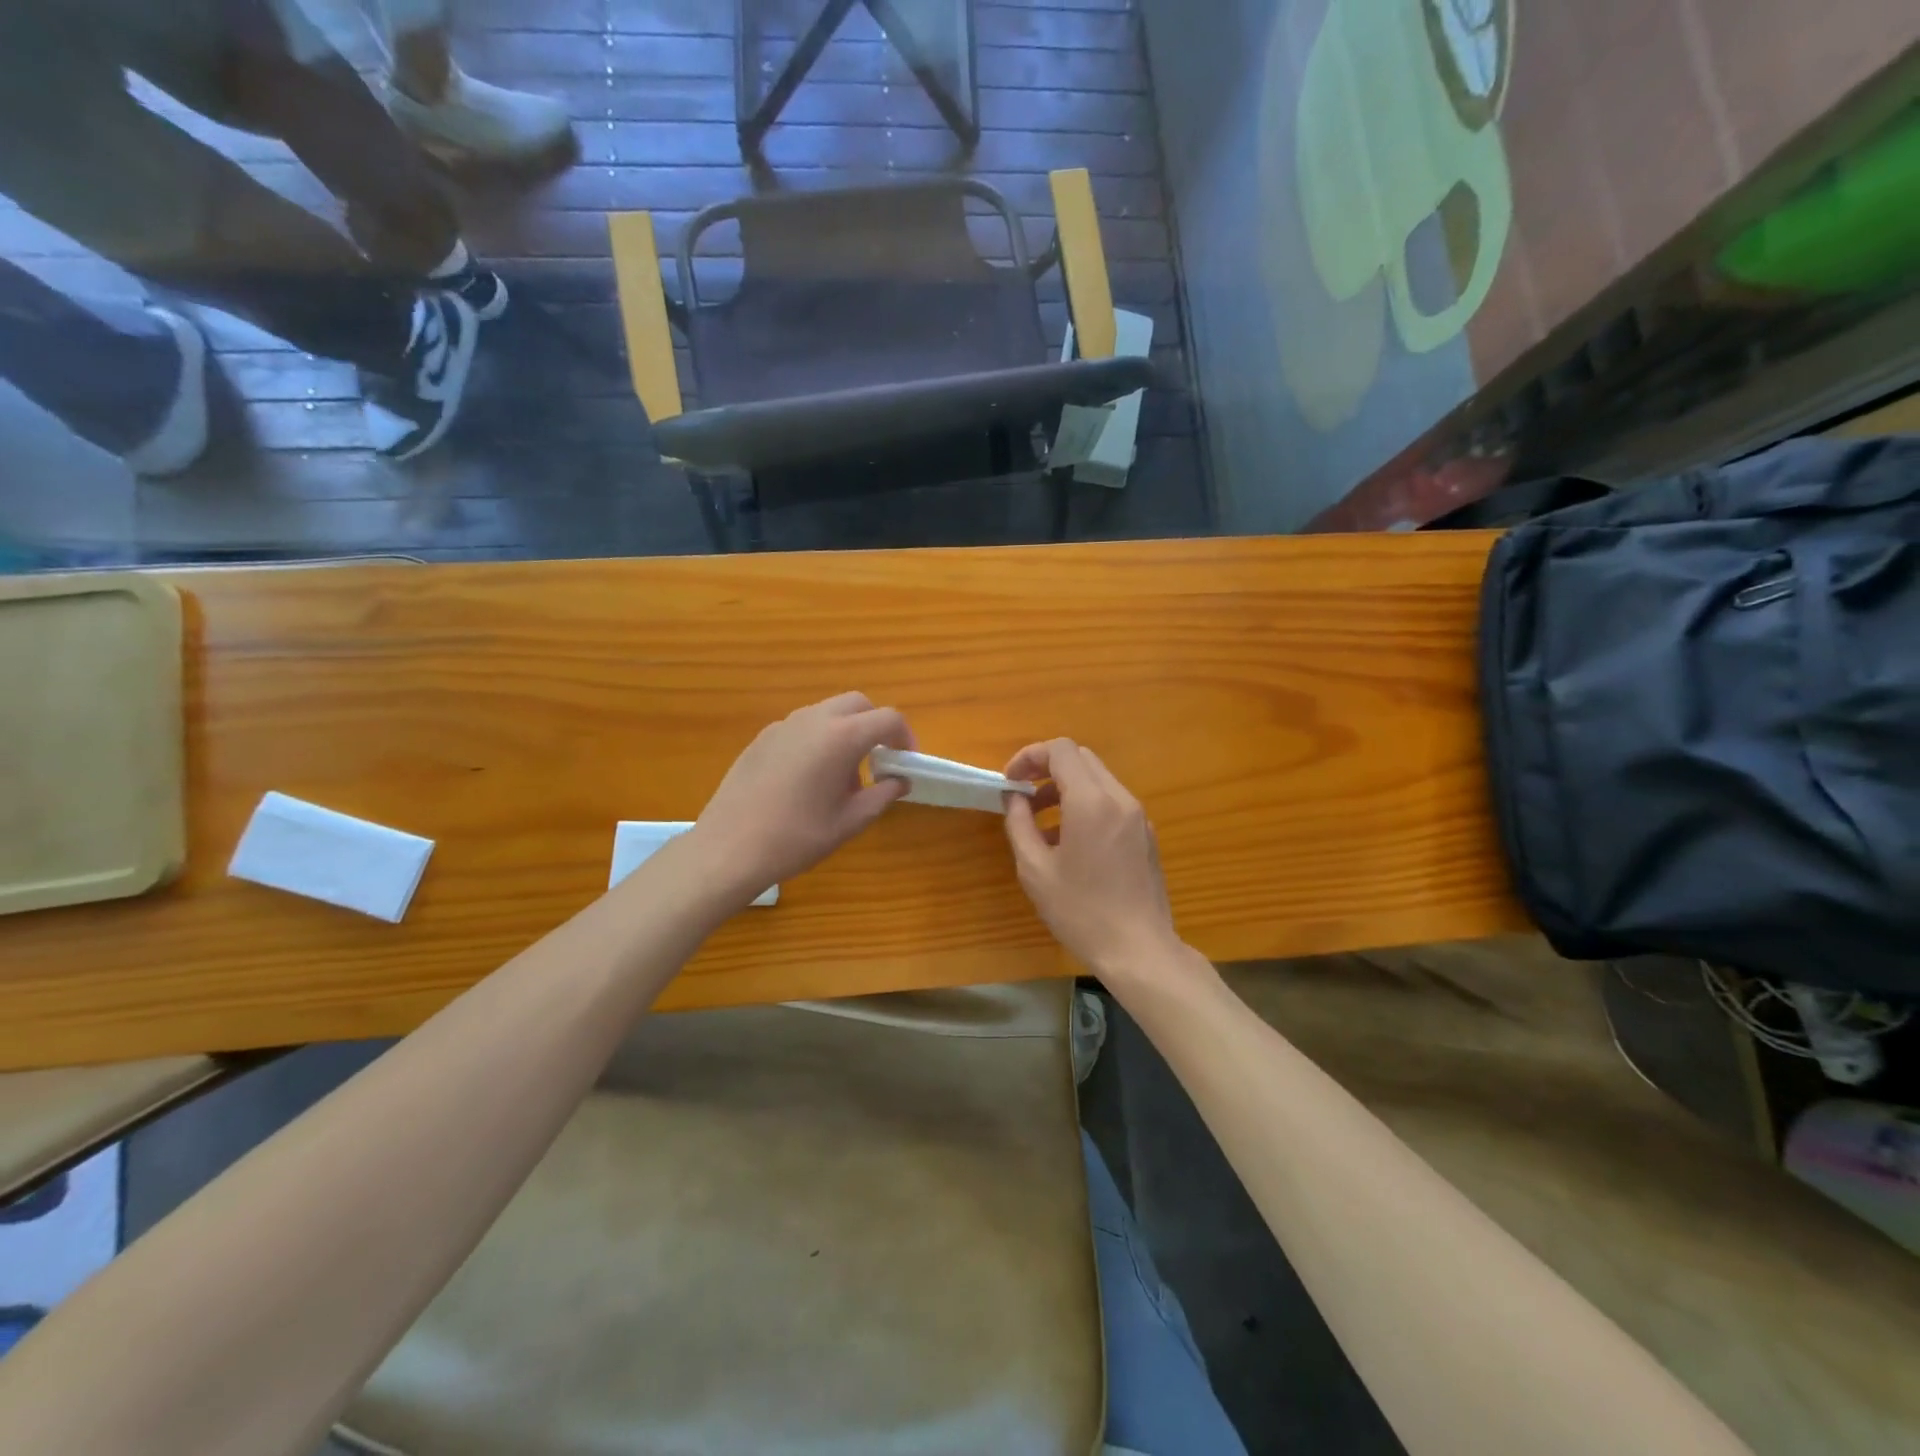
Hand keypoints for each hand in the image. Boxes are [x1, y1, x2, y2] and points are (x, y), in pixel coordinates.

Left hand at [691, 692, 914, 902]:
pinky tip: (808, 779)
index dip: (905, 736)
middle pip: (857, 704)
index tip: (906, 762)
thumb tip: (900, 781)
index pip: (888, 718)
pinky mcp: (762, 738)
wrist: (729, 848)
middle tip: (879, 760)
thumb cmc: (797, 837)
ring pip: (827, 712)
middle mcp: (813, 719)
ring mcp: (783, 725)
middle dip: (875, 725)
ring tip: (843, 775)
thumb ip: (883, 795)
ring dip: (846, 731)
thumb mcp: (850, 821)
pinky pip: (802, 727)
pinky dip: (818, 739)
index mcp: (841, 737)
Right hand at [1002, 739, 1182, 977]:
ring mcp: (1138, 816)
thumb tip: (1013, 798)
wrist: (1139, 950)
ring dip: (1066, 788)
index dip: (1029, 756)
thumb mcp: (1035, 870)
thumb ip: (1019, 824)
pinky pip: (1112, 803)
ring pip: (1098, 779)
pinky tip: (1070, 843)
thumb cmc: (1081, 911)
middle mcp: (1120, 799)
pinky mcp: (1146, 835)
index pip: (1061, 750)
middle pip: (1081, 759)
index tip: (1010, 782)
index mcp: (1091, 802)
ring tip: (1041, 824)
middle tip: (1023, 797)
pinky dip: (1086, 806)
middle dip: (1046, 769)